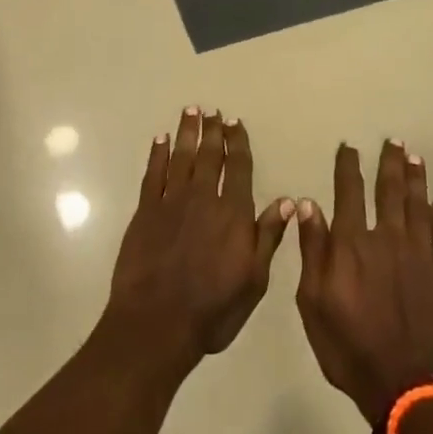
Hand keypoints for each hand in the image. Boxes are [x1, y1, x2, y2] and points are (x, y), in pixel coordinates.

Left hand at [100, 108, 293, 379]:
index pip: (239, 169)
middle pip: (210, 156)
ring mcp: (171, 202)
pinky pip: (153, 174)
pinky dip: (157, 154)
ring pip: (182, 157)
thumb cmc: (212, 309)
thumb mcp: (253, 281)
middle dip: (213, 131)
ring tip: (191, 111)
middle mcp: (204, 199)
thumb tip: (286, 201)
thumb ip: (267, 237)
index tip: (235, 123)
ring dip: (187, 132)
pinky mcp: (145, 212)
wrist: (156, 323)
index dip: (238, 144)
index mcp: (233, 214)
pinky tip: (161, 140)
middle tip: (213, 110)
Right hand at [295, 140, 432, 423]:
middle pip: (389, 191)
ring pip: (418, 205)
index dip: (348, 167)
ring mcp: (419, 254)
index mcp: (352, 244)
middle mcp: (387, 238)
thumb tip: (308, 205)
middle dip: (389, 163)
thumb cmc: (350, 347)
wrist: (408, 385)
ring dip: (416, 179)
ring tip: (415, 158)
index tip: (348, 147)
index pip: (348, 193)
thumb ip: (312, 250)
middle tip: (393, 141)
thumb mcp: (314, 303)